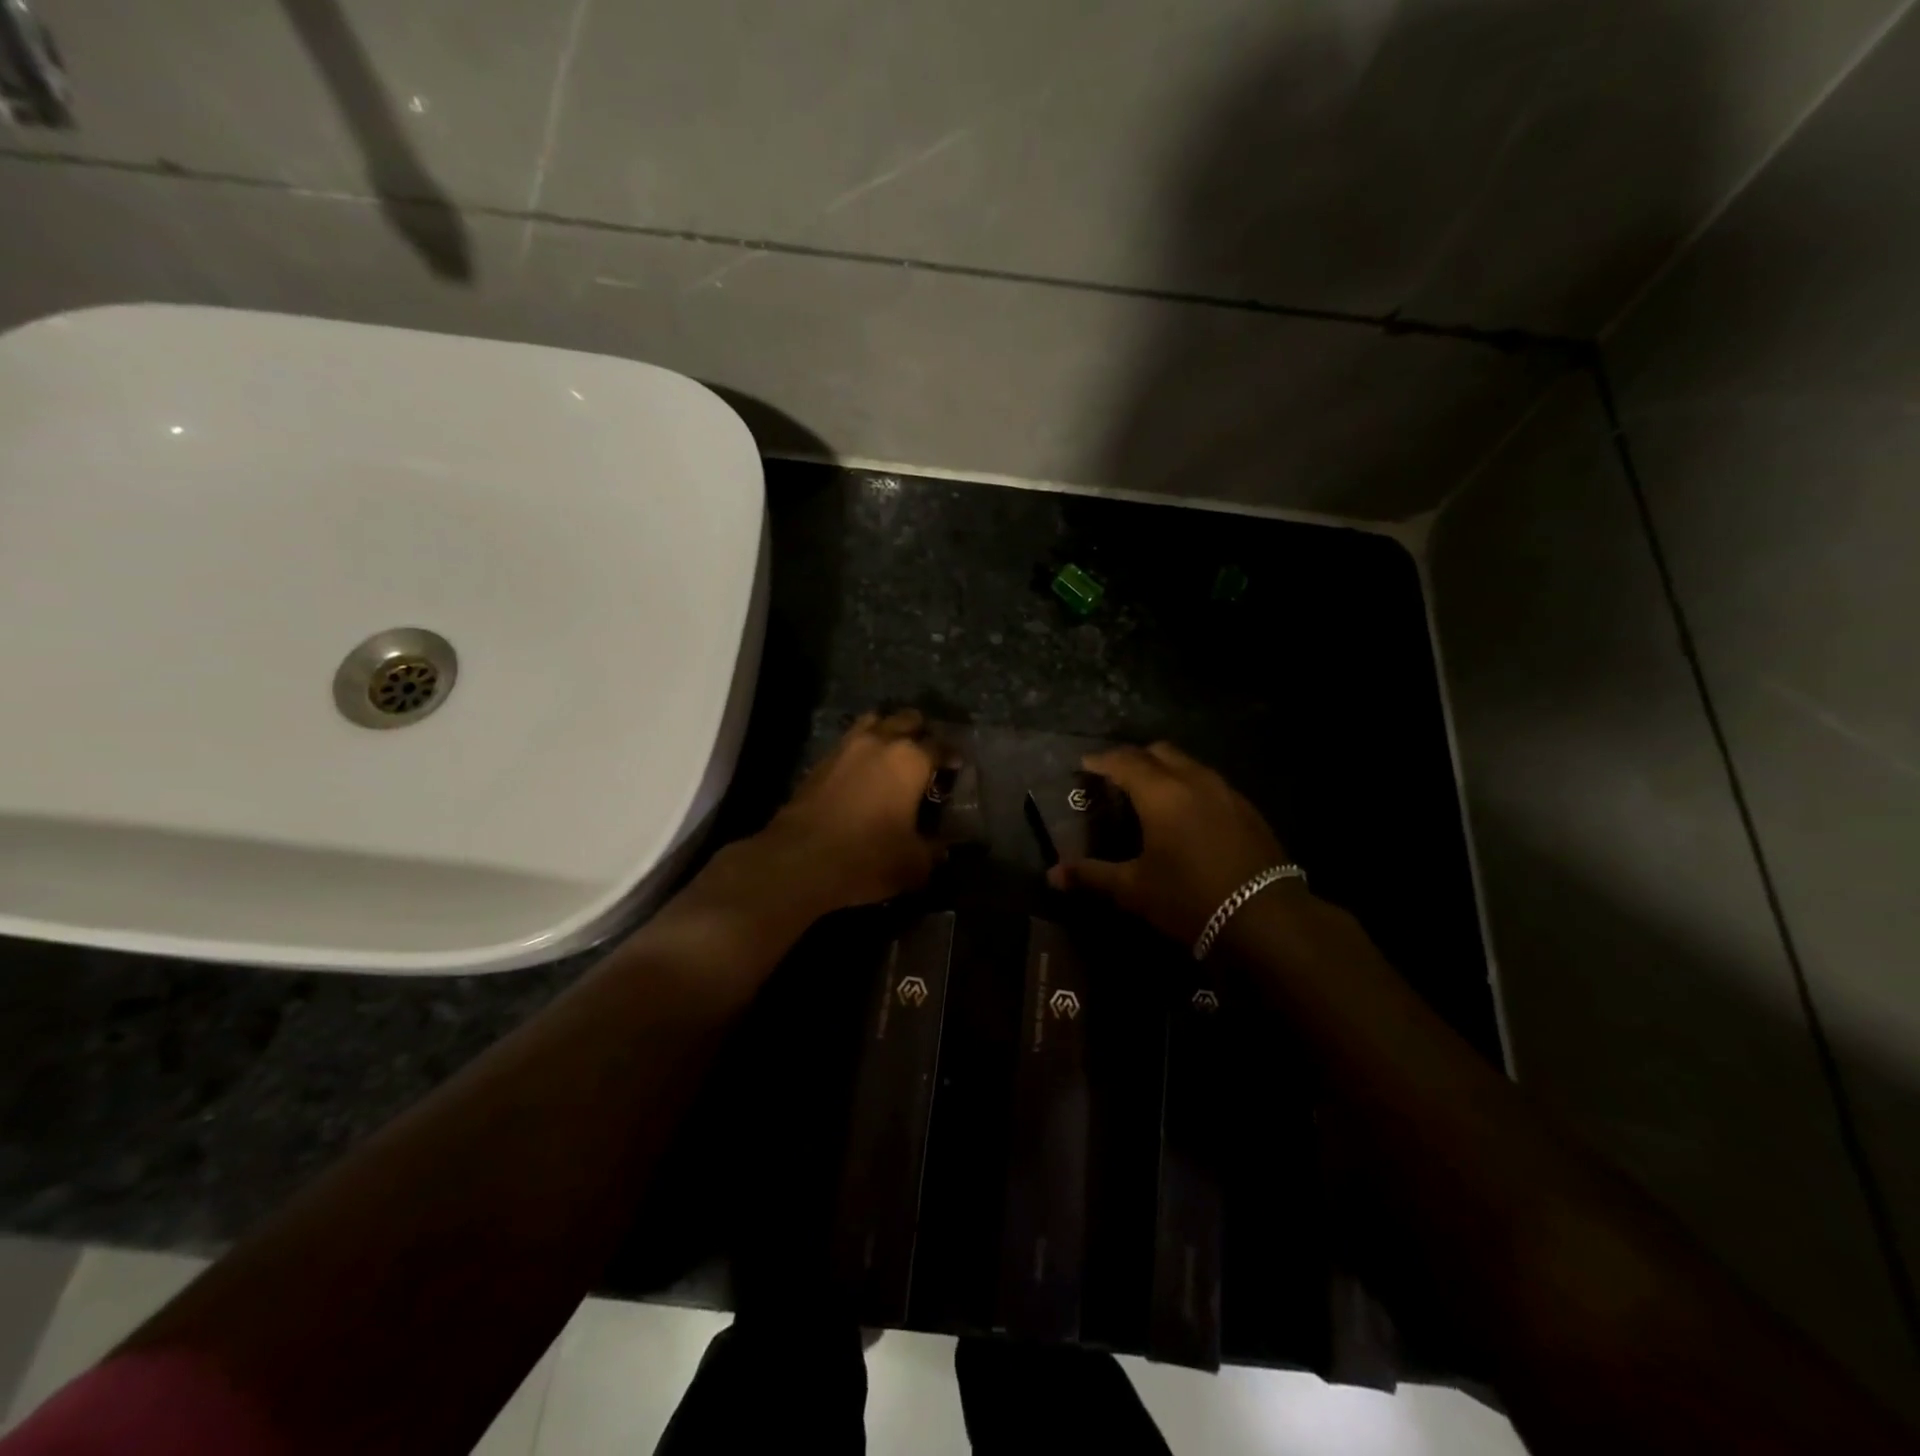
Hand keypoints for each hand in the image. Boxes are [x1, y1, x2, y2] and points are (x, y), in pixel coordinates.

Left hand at [757, 709, 945, 913]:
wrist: (799, 859)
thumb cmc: (867, 857)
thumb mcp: (914, 863)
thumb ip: (934, 851)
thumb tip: (943, 849)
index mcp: (911, 759)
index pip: (941, 746)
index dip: (952, 756)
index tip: (956, 767)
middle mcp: (880, 741)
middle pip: (907, 720)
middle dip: (921, 733)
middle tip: (926, 756)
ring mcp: (846, 746)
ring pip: (875, 722)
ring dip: (888, 732)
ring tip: (893, 755)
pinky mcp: (821, 760)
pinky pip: (850, 742)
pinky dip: (862, 749)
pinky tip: (864, 772)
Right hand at [1047, 742, 1295, 945]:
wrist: (1266, 917)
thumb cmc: (1190, 899)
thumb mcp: (1135, 890)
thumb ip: (1092, 876)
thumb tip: (1052, 876)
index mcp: (1160, 793)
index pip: (1124, 761)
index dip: (1101, 760)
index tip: (1085, 765)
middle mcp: (1193, 780)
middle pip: (1159, 751)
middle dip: (1134, 758)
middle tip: (1116, 777)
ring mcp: (1226, 792)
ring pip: (1189, 764)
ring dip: (1165, 769)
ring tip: (1151, 793)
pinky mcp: (1248, 809)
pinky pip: (1210, 783)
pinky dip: (1190, 786)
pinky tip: (1188, 814)